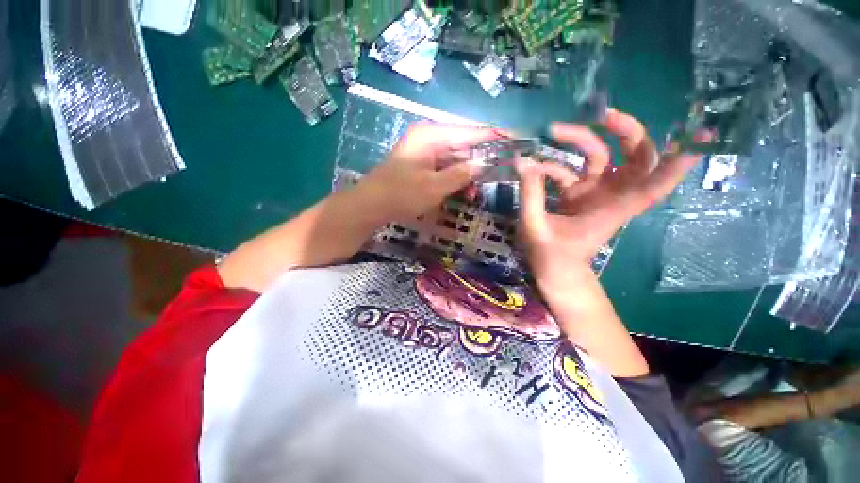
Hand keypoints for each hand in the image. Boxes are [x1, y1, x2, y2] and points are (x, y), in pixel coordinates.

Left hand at [356, 123, 501, 222]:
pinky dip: (455, 178)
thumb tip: (484, 163)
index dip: (494, 136)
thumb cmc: (401, 194)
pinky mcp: (421, 164)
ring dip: (467, 174)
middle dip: (481, 159)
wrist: (370, 205)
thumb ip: (461, 174)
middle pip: (464, 144)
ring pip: (455, 158)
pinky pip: (445, 167)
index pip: (470, 132)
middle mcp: (429, 137)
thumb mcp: (434, 186)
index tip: (516, 140)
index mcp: (432, 135)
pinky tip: (463, 191)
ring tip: (477, 191)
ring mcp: (424, 151)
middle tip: (500, 171)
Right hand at [517, 109, 705, 288]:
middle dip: (627, 132)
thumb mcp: (535, 227)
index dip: (679, 162)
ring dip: (583, 140)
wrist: (556, 272)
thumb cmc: (552, 258)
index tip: (703, 134)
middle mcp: (611, 196)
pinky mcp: (578, 194)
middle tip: (604, 116)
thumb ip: (530, 194)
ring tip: (555, 131)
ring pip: (602, 156)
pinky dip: (555, 165)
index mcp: (613, 209)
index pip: (654, 184)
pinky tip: (535, 167)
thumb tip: (524, 161)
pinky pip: (573, 170)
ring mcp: (595, 193)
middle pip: (636, 157)